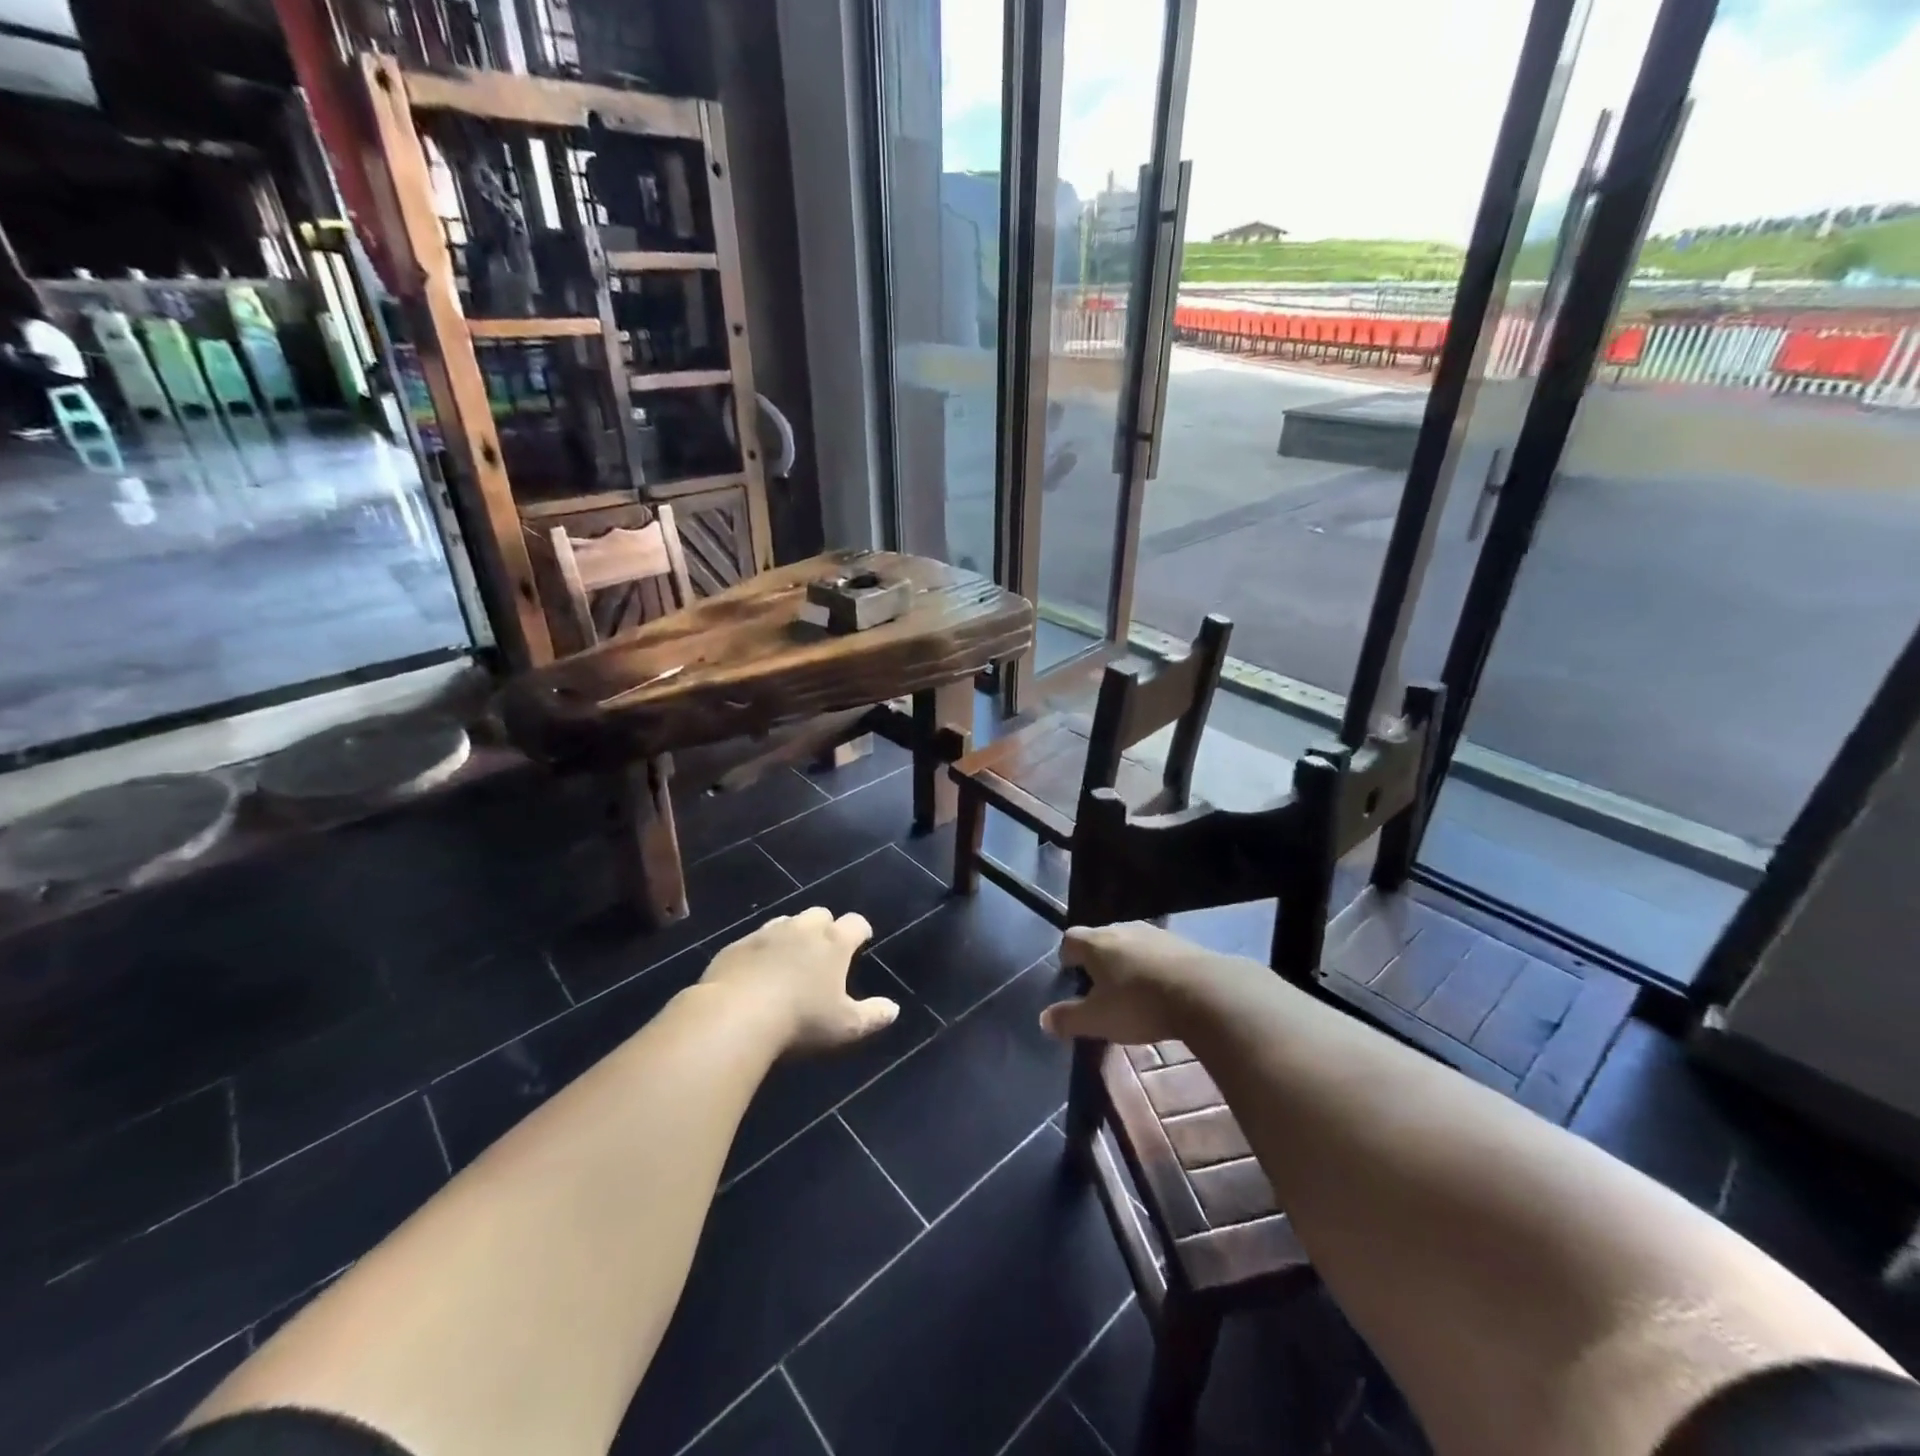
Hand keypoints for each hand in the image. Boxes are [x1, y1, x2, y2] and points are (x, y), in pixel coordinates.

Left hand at [700, 907, 898, 1052]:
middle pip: (820, 914)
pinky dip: (761, 950)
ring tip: (791, 959)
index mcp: (833, 942)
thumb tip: (893, 1009)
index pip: (855, 923)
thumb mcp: (845, 1027)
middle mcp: (802, 929)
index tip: (862, 940)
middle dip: (825, 927)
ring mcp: (766, 934)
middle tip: (824, 952)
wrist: (735, 1015)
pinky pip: (754, 940)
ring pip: (786, 922)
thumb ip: (873, 1016)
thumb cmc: (800, 1020)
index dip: (861, 930)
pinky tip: (756, 972)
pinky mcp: (736, 946)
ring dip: (792, 934)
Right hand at [1040, 922, 1244, 1045]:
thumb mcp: (1098, 1020)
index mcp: (1096, 943)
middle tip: (1099, 985)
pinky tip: (1162, 989)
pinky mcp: (1183, 944)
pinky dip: (1154, 966)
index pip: (1070, 938)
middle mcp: (1122, 930)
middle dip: (1098, 958)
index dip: (1067, 955)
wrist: (1204, 993)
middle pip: (1101, 938)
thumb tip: (1043, 1019)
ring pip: (1131, 943)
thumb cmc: (1139, 1005)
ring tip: (1132, 989)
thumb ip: (1068, 1019)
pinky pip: (1158, 952)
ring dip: (1128, 961)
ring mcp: (1155, 934)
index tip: (1070, 974)